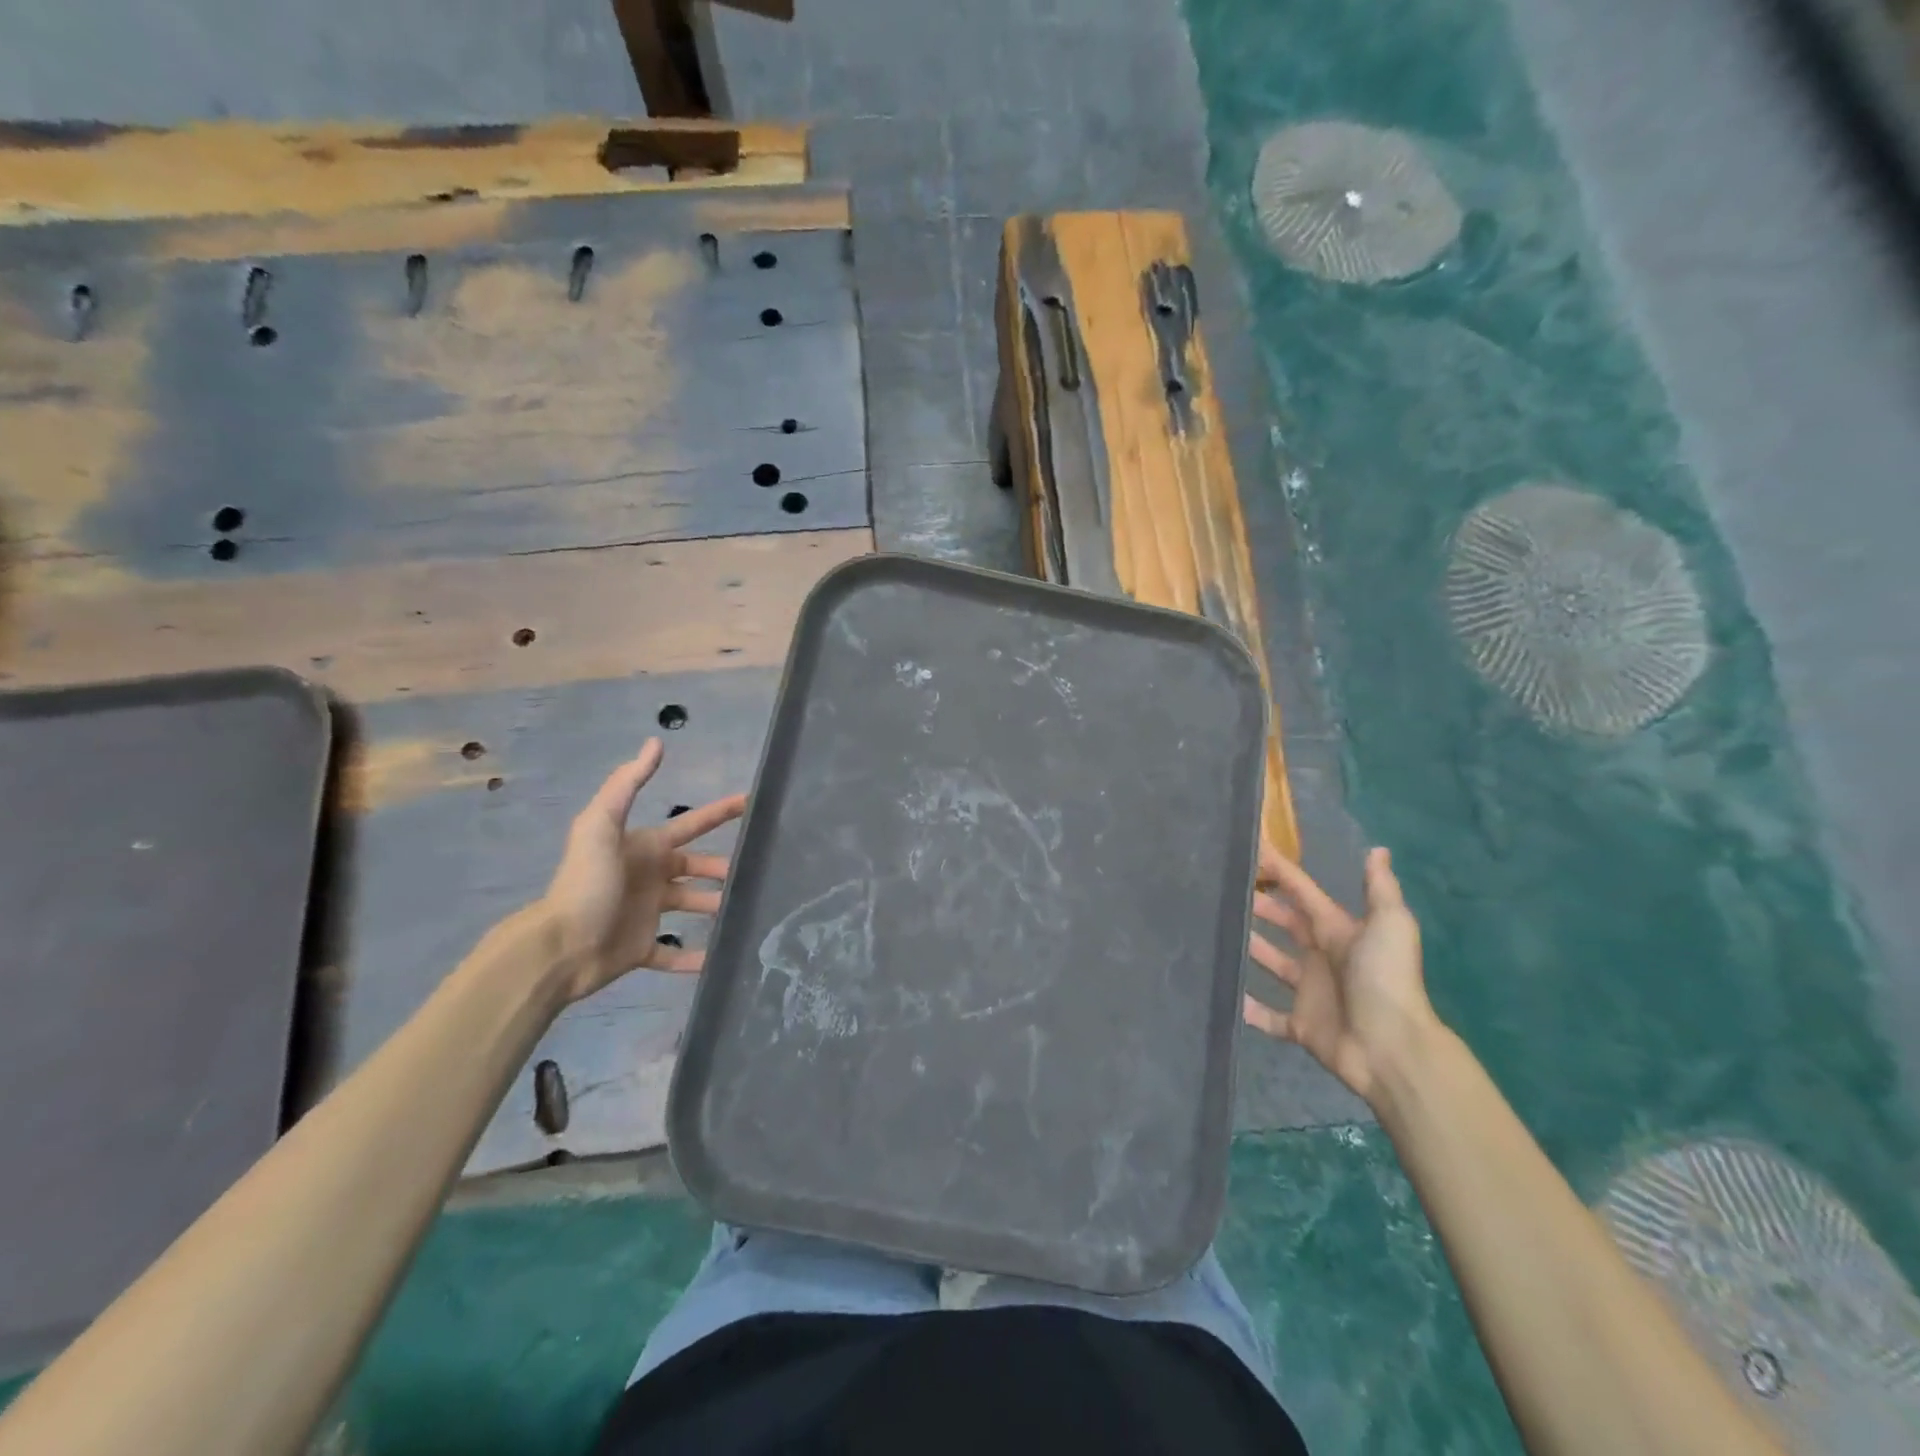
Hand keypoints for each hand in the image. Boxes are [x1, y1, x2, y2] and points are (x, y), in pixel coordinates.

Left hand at [540, 740, 746, 1002]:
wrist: (559, 946)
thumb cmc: (587, 883)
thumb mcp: (601, 825)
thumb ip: (627, 784)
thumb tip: (656, 742)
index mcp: (645, 848)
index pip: (690, 825)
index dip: (719, 813)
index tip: (751, 804)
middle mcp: (650, 877)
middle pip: (696, 868)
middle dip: (723, 868)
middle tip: (756, 873)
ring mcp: (646, 914)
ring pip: (691, 906)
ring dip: (715, 908)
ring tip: (746, 913)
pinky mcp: (641, 949)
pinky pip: (674, 954)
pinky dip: (694, 958)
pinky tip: (719, 960)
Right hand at [1243, 843, 1437, 1108]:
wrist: (1392, 1048)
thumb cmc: (1385, 978)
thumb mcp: (1390, 924)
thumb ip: (1379, 888)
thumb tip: (1377, 849)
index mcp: (1337, 931)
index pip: (1303, 893)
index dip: (1280, 871)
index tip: (1250, 850)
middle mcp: (1321, 956)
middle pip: (1285, 924)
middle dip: (1259, 906)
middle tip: (1225, 889)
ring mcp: (1309, 992)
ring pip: (1272, 963)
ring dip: (1250, 948)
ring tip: (1216, 930)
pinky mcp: (1300, 1025)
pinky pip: (1268, 1016)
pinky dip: (1249, 1008)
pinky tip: (1225, 993)